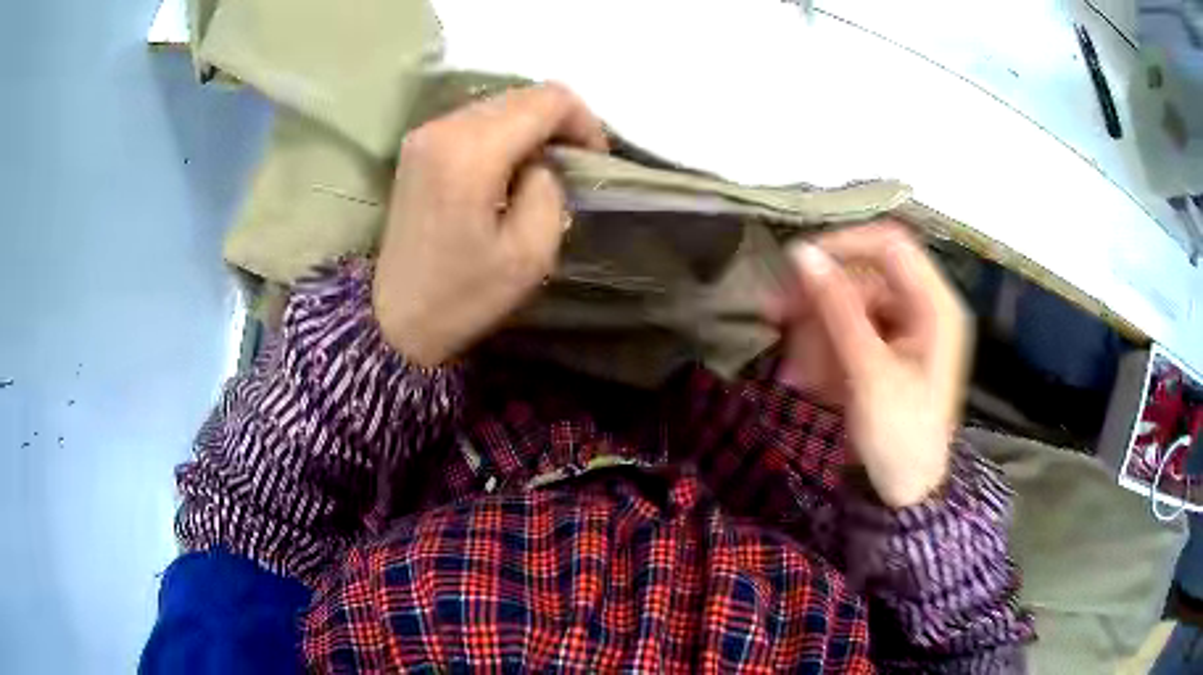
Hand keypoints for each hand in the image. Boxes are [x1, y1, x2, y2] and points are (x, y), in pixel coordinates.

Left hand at [373, 84, 608, 365]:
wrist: (393, 318)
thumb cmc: (463, 295)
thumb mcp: (530, 254)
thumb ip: (549, 190)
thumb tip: (540, 164)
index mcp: (471, 151)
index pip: (548, 99)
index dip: (583, 122)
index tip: (593, 161)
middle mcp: (445, 127)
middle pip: (523, 94)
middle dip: (559, 122)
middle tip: (573, 165)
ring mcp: (426, 133)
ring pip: (500, 103)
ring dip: (532, 127)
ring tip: (544, 169)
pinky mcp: (418, 145)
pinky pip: (476, 120)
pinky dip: (505, 134)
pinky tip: (510, 169)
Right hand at [771, 223, 970, 507]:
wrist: (905, 497)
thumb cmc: (900, 437)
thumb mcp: (869, 372)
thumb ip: (837, 308)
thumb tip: (801, 254)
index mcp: (936, 306)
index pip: (891, 245)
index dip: (845, 245)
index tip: (799, 264)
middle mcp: (923, 310)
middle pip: (865, 279)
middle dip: (820, 300)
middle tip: (774, 314)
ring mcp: (904, 333)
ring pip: (851, 310)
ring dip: (816, 333)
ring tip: (793, 371)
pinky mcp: (887, 355)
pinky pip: (850, 336)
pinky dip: (825, 352)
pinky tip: (805, 379)